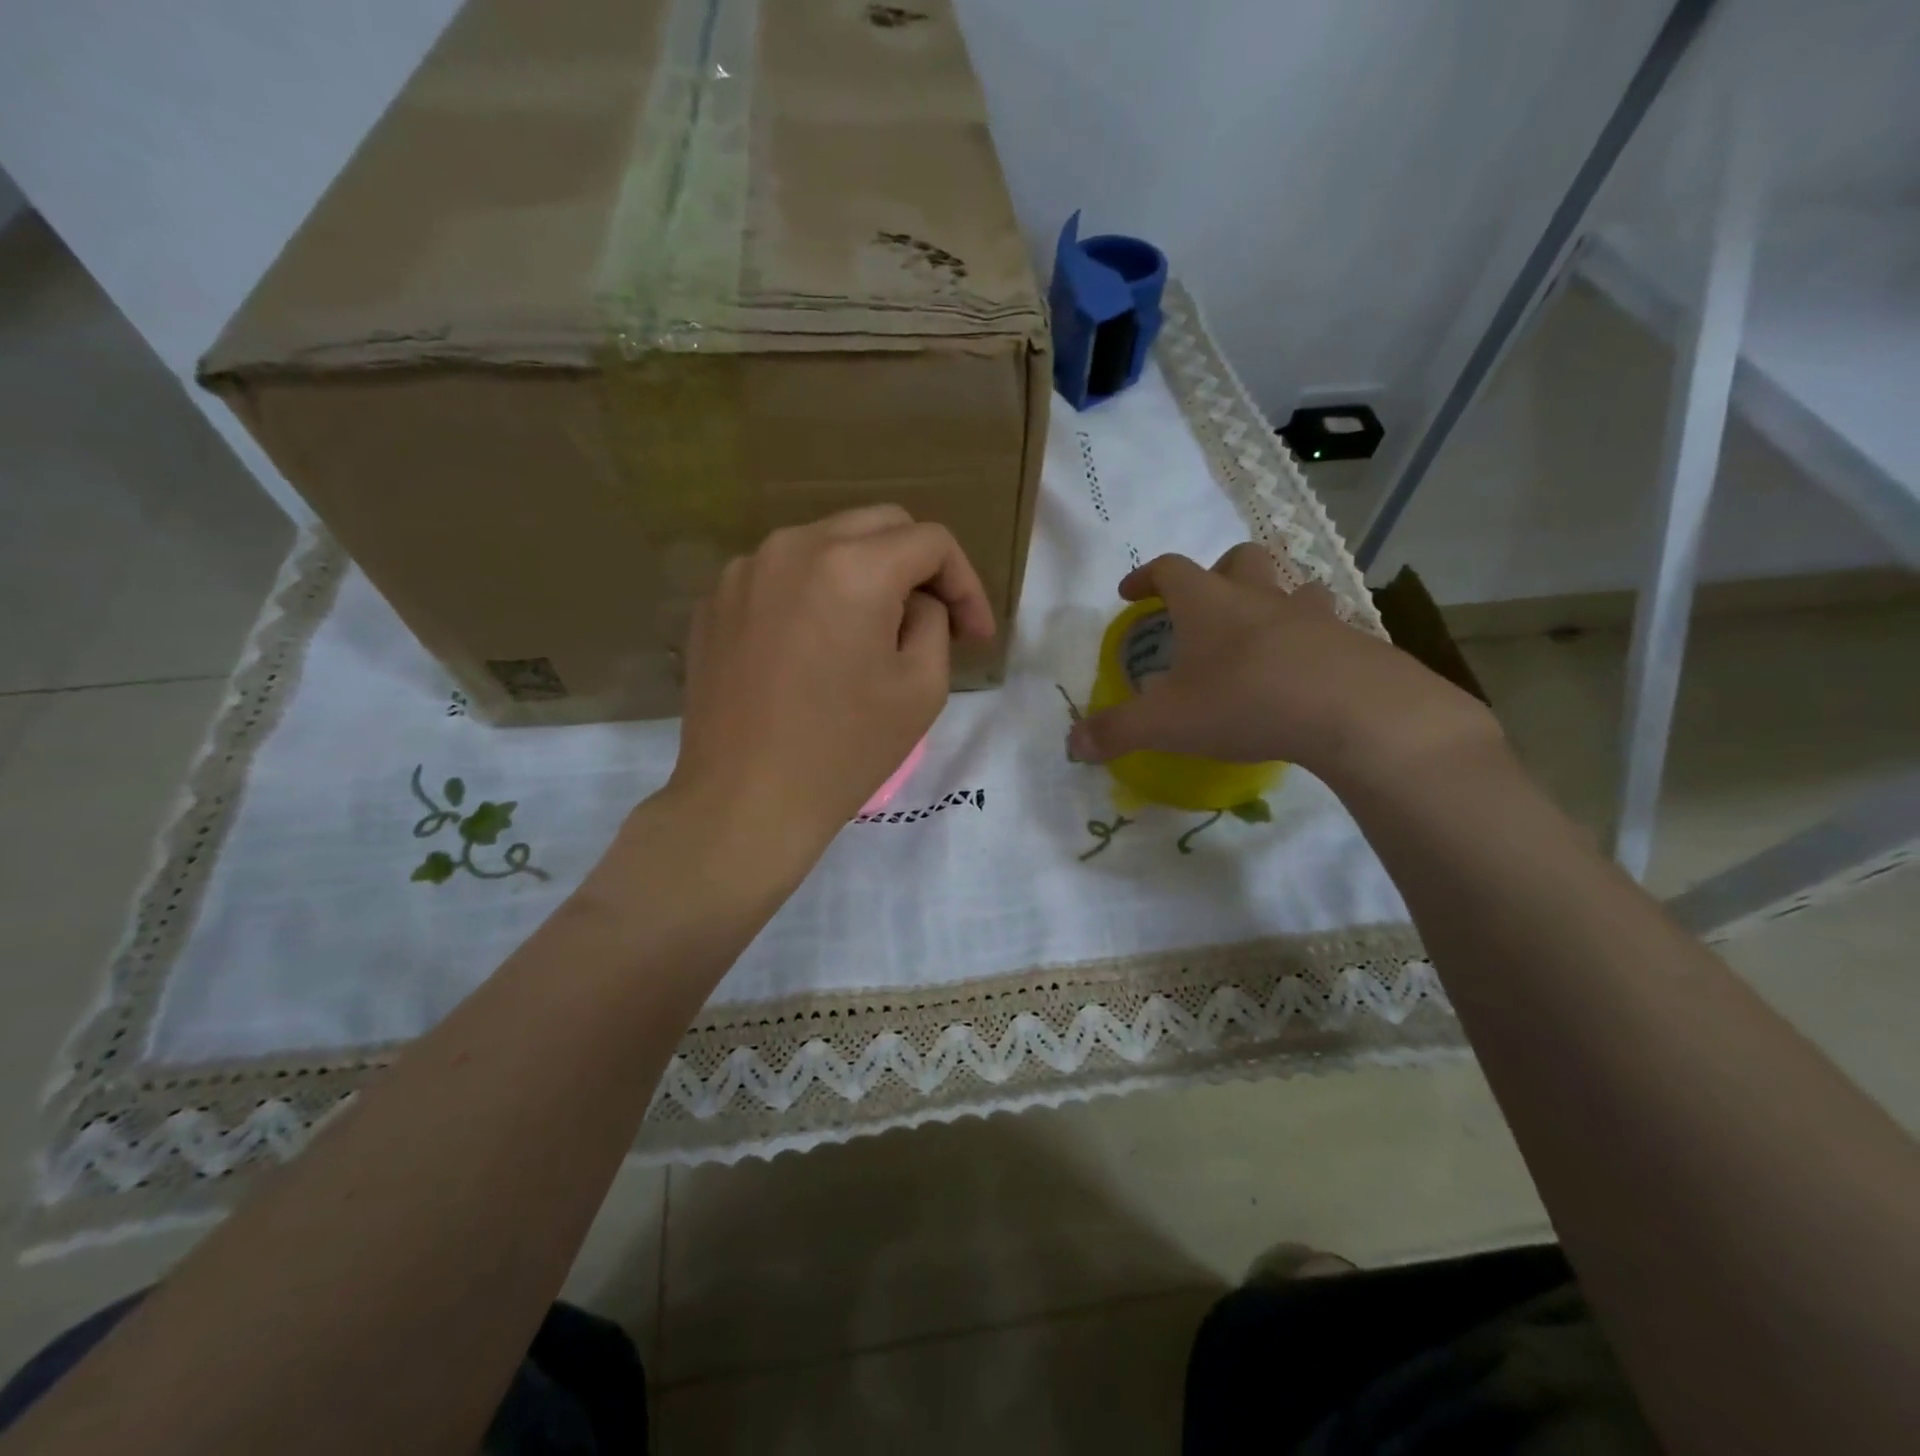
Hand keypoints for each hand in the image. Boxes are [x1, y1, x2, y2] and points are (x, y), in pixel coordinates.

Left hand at [667, 506, 995, 866]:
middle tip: (934, 621)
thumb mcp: (922, 687)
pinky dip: (814, 594)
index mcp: (852, 567)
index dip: (965, 583)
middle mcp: (793, 547)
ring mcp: (744, 570)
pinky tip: (816, 646)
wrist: (745, 800)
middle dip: (918, 567)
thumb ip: (933, 621)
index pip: (930, 541)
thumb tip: (915, 601)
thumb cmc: (844, 750)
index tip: (975, 635)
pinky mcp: (715, 600)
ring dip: (864, 575)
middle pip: (878, 525)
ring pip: (826, 544)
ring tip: (872, 634)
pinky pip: (782, 575)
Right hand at [1065, 544, 1499, 786]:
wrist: (1353, 712)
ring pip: (1292, 587)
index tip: (1130, 593)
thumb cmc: (1244, 702)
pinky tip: (1306, 671)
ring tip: (1261, 632)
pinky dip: (1312, 639)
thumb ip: (1115, 731)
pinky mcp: (1353, 642)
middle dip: (1216, 573)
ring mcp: (1313, 615)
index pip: (1170, 569)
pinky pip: (1329, 627)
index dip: (1146, 576)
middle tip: (1202, 604)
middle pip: (1240, 560)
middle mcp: (1260, 597)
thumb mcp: (1166, 723)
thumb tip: (1072, 745)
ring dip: (1272, 600)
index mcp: (1208, 603)